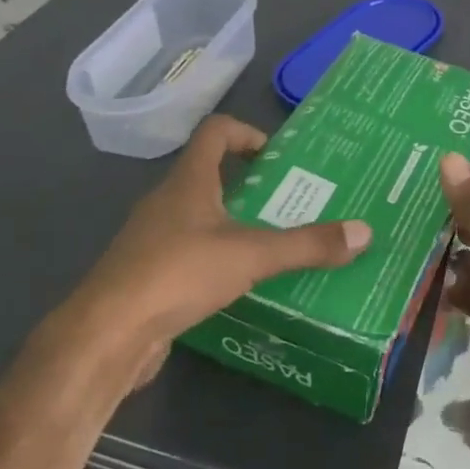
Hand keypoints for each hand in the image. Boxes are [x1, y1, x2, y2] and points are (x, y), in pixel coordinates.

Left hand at [64, 116, 369, 389]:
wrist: (105, 337)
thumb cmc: (177, 274)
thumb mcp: (252, 256)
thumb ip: (307, 245)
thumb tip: (364, 232)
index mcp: (189, 181)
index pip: (215, 132)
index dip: (246, 133)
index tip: (275, 156)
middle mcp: (167, 201)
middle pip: (209, 173)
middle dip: (249, 182)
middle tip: (289, 200)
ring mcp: (151, 239)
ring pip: (198, 215)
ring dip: (232, 220)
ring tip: (272, 240)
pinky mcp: (146, 275)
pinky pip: (187, 251)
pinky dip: (215, 255)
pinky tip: (239, 282)